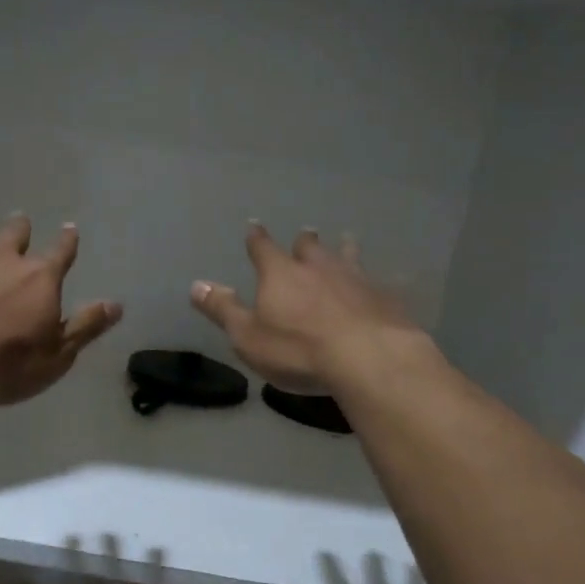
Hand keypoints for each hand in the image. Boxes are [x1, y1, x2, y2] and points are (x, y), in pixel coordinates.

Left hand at [0, 204, 122, 405]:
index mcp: (40, 278)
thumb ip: (86, 325)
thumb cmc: (10, 362)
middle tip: (21, 218)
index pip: (61, 253)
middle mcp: (4, 261)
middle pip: (16, 236)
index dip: (67, 241)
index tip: (70, 228)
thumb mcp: (59, 352)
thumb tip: (116, 304)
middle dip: (21, 227)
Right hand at [190, 223, 421, 393]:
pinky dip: (377, 278)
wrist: (368, 357)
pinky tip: (388, 279)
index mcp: (280, 273)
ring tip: (346, 239)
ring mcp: (355, 278)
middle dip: (303, 241)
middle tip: (305, 234)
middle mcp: (317, 266)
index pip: (263, 248)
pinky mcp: (385, 296)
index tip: (254, 226)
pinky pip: (380, 281)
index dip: (256, 238)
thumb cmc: (297, 349)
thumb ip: (223, 309)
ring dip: (343, 248)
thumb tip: (197, 285)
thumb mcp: (248, 336)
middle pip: (309, 246)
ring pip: (347, 255)